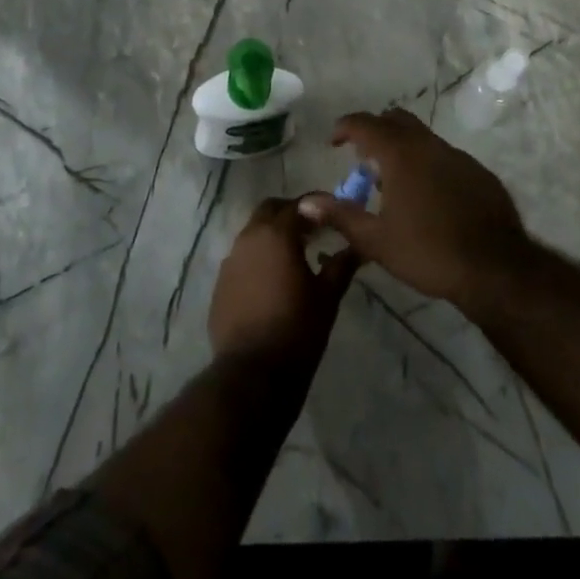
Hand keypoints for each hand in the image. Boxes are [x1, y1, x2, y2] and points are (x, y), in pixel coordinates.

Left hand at [209, 197, 358, 364]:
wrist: (253, 374)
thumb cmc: (297, 330)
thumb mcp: (327, 297)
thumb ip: (341, 265)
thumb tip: (358, 247)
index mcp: (276, 234)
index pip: (298, 205)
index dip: (318, 206)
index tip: (334, 213)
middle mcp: (248, 238)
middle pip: (269, 210)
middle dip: (291, 214)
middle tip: (313, 231)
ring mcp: (230, 261)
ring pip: (253, 234)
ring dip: (272, 237)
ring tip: (294, 258)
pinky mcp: (221, 284)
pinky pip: (241, 260)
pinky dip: (258, 260)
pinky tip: (272, 283)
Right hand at [298, 109, 531, 310]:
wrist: (497, 270)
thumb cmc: (429, 252)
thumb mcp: (376, 240)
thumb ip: (340, 215)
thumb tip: (305, 201)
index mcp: (400, 153)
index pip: (365, 123)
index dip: (345, 127)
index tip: (334, 142)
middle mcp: (428, 145)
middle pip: (396, 120)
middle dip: (375, 131)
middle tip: (363, 157)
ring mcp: (458, 156)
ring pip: (423, 138)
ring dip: (403, 149)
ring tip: (393, 182)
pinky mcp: (479, 173)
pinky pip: (445, 157)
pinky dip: (428, 165)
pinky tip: (429, 198)